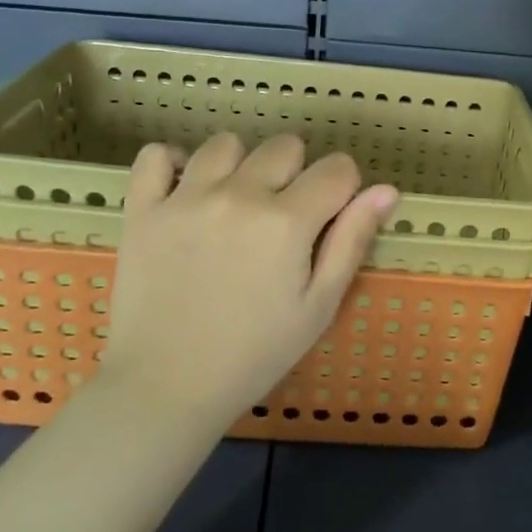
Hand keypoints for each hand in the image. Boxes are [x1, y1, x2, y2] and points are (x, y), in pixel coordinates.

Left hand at [98, 133, 398, 427]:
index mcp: (288, 221)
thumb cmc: (254, 353)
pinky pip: (156, 155)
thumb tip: (387, 190)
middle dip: (296, 174)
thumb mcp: (318, 306)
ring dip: (240, 165)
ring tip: (235, 203)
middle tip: (282, 218)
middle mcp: (239, 195)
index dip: (343, 188)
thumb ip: (352, 241)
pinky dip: (172, 163)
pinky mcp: (143, 208)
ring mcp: (186, 198)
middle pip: (285, 146)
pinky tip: (185, 189)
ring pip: (226, 143)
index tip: (330, 216)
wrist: (165, 387)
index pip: (337, 168)